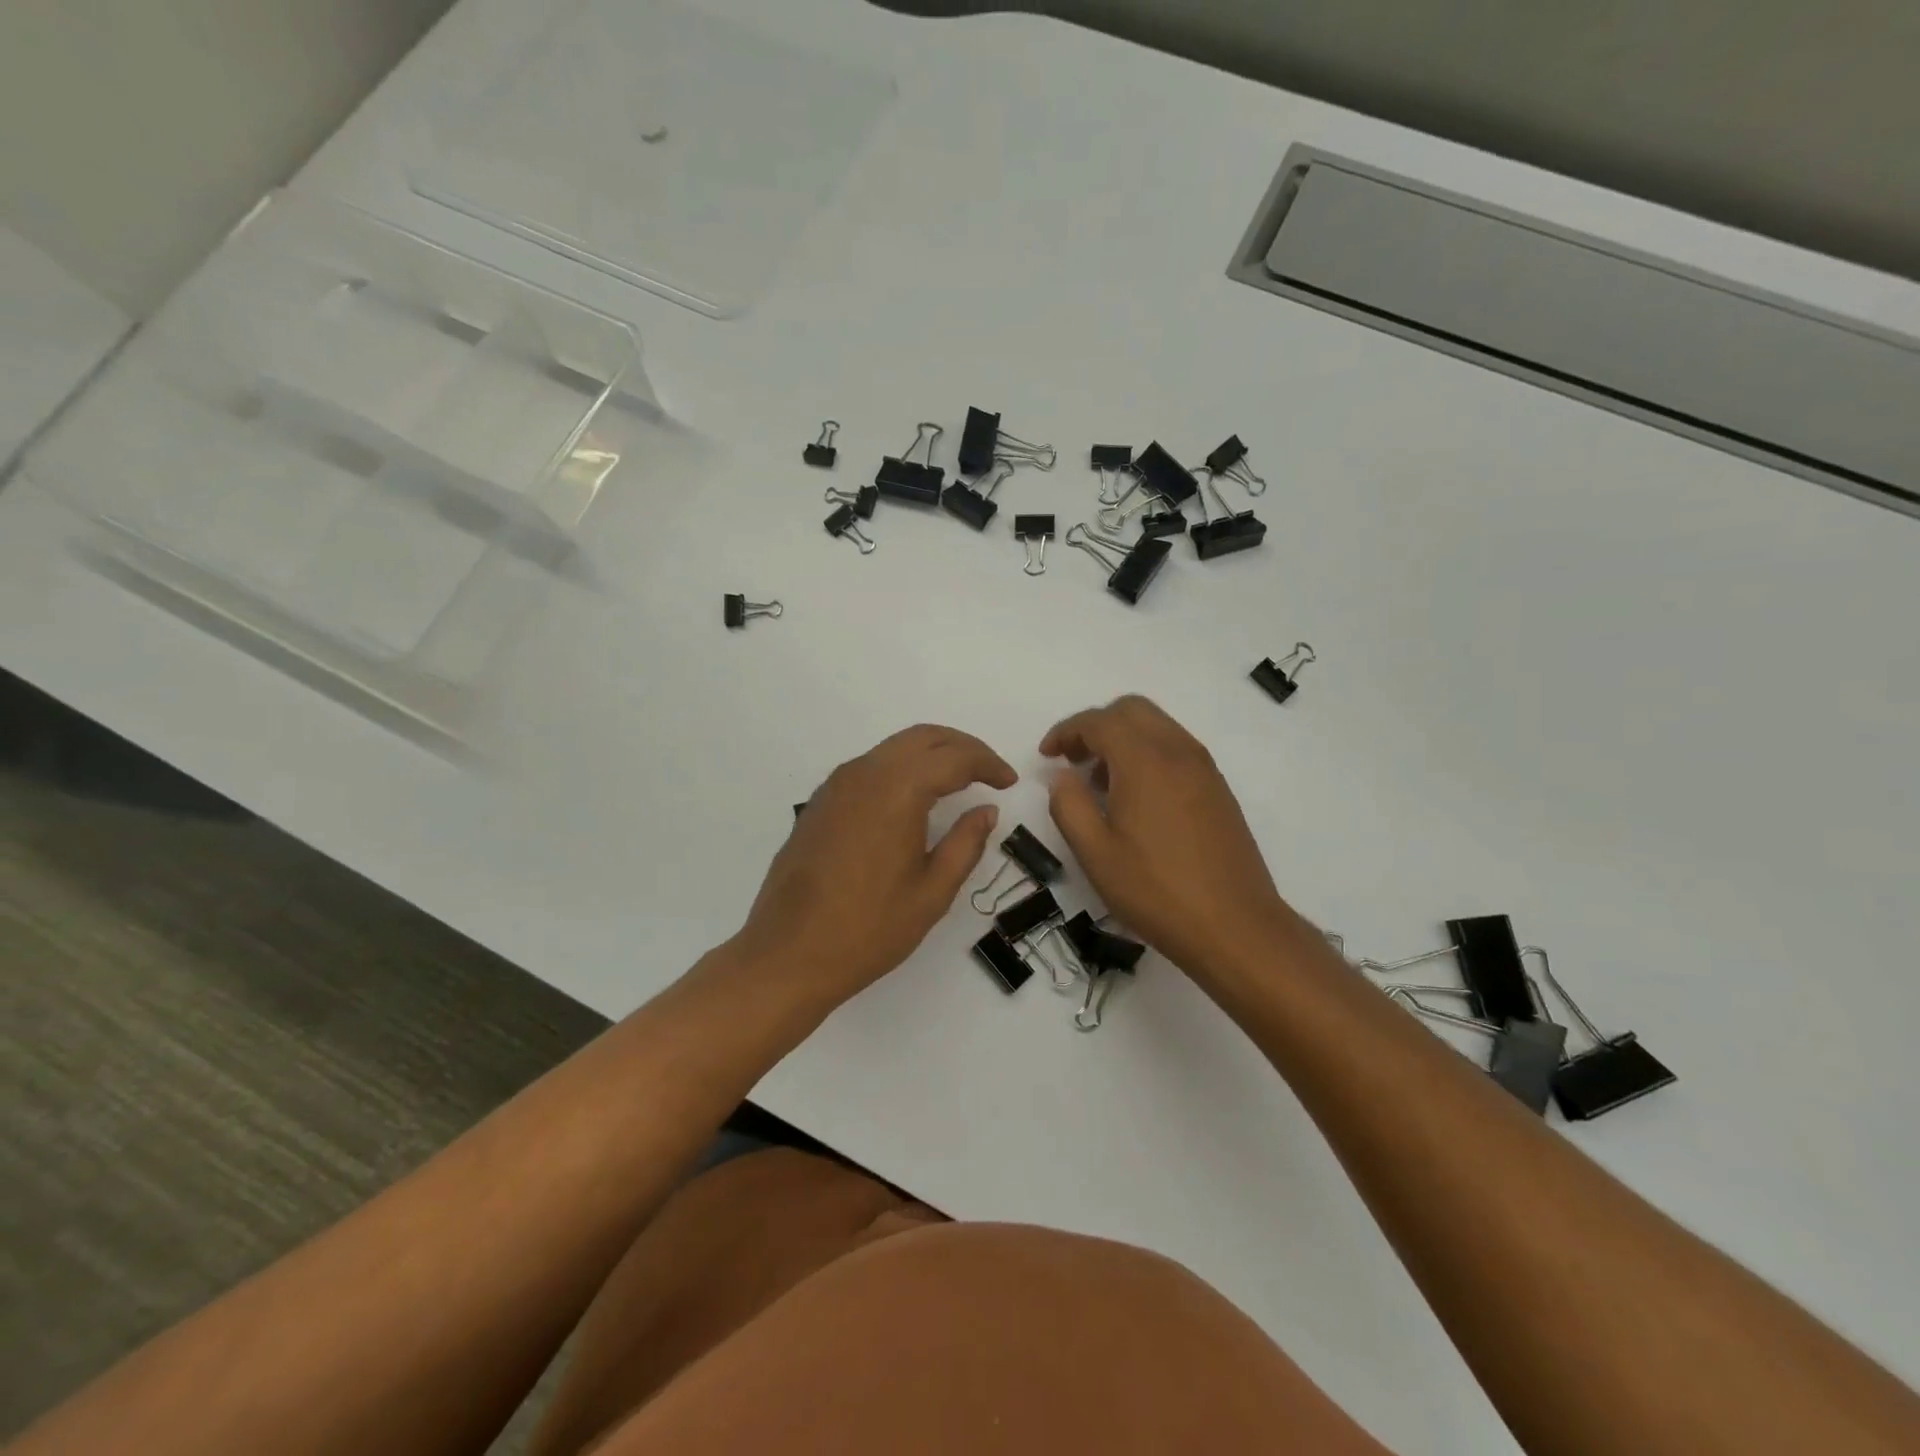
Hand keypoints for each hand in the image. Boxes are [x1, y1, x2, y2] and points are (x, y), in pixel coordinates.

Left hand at [732, 724, 1016, 1010]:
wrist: (788, 954)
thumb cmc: (869, 929)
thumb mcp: (932, 892)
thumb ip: (965, 844)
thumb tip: (986, 811)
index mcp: (897, 791)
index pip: (954, 758)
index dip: (987, 764)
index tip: (1008, 783)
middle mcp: (865, 773)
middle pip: (922, 738)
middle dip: (962, 747)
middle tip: (989, 772)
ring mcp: (836, 785)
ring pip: (893, 748)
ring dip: (930, 754)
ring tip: (957, 780)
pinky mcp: (821, 802)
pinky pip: (870, 766)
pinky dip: (901, 768)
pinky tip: (913, 798)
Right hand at [1040, 696, 1292, 984]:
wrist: (1235, 926)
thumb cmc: (1156, 891)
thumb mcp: (1095, 853)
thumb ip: (1068, 805)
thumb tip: (1062, 777)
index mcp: (1145, 761)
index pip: (1099, 721)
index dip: (1066, 732)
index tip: (1046, 756)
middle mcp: (1178, 751)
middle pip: (1132, 710)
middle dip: (1096, 726)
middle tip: (1073, 761)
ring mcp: (1204, 768)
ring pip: (1157, 727)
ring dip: (1123, 739)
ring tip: (1100, 783)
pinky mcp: (1218, 789)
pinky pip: (1176, 749)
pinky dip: (1148, 754)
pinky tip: (1136, 799)